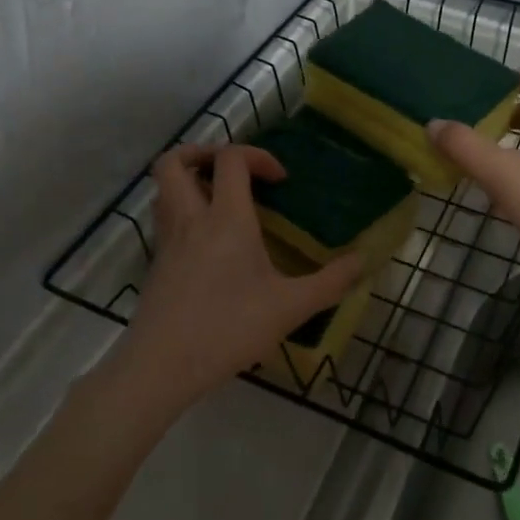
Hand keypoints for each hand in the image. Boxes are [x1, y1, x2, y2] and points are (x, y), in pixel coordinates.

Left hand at [102, 143, 368, 414]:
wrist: (162, 366)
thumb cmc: (229, 328)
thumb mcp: (290, 307)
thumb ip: (330, 282)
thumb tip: (362, 260)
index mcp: (225, 218)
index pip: (231, 159)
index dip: (257, 155)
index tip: (279, 180)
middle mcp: (190, 218)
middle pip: (174, 161)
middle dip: (201, 153)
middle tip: (232, 171)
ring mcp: (167, 240)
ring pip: (163, 189)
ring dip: (187, 180)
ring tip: (218, 198)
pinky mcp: (156, 263)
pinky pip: (164, 218)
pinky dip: (182, 211)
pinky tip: (207, 241)